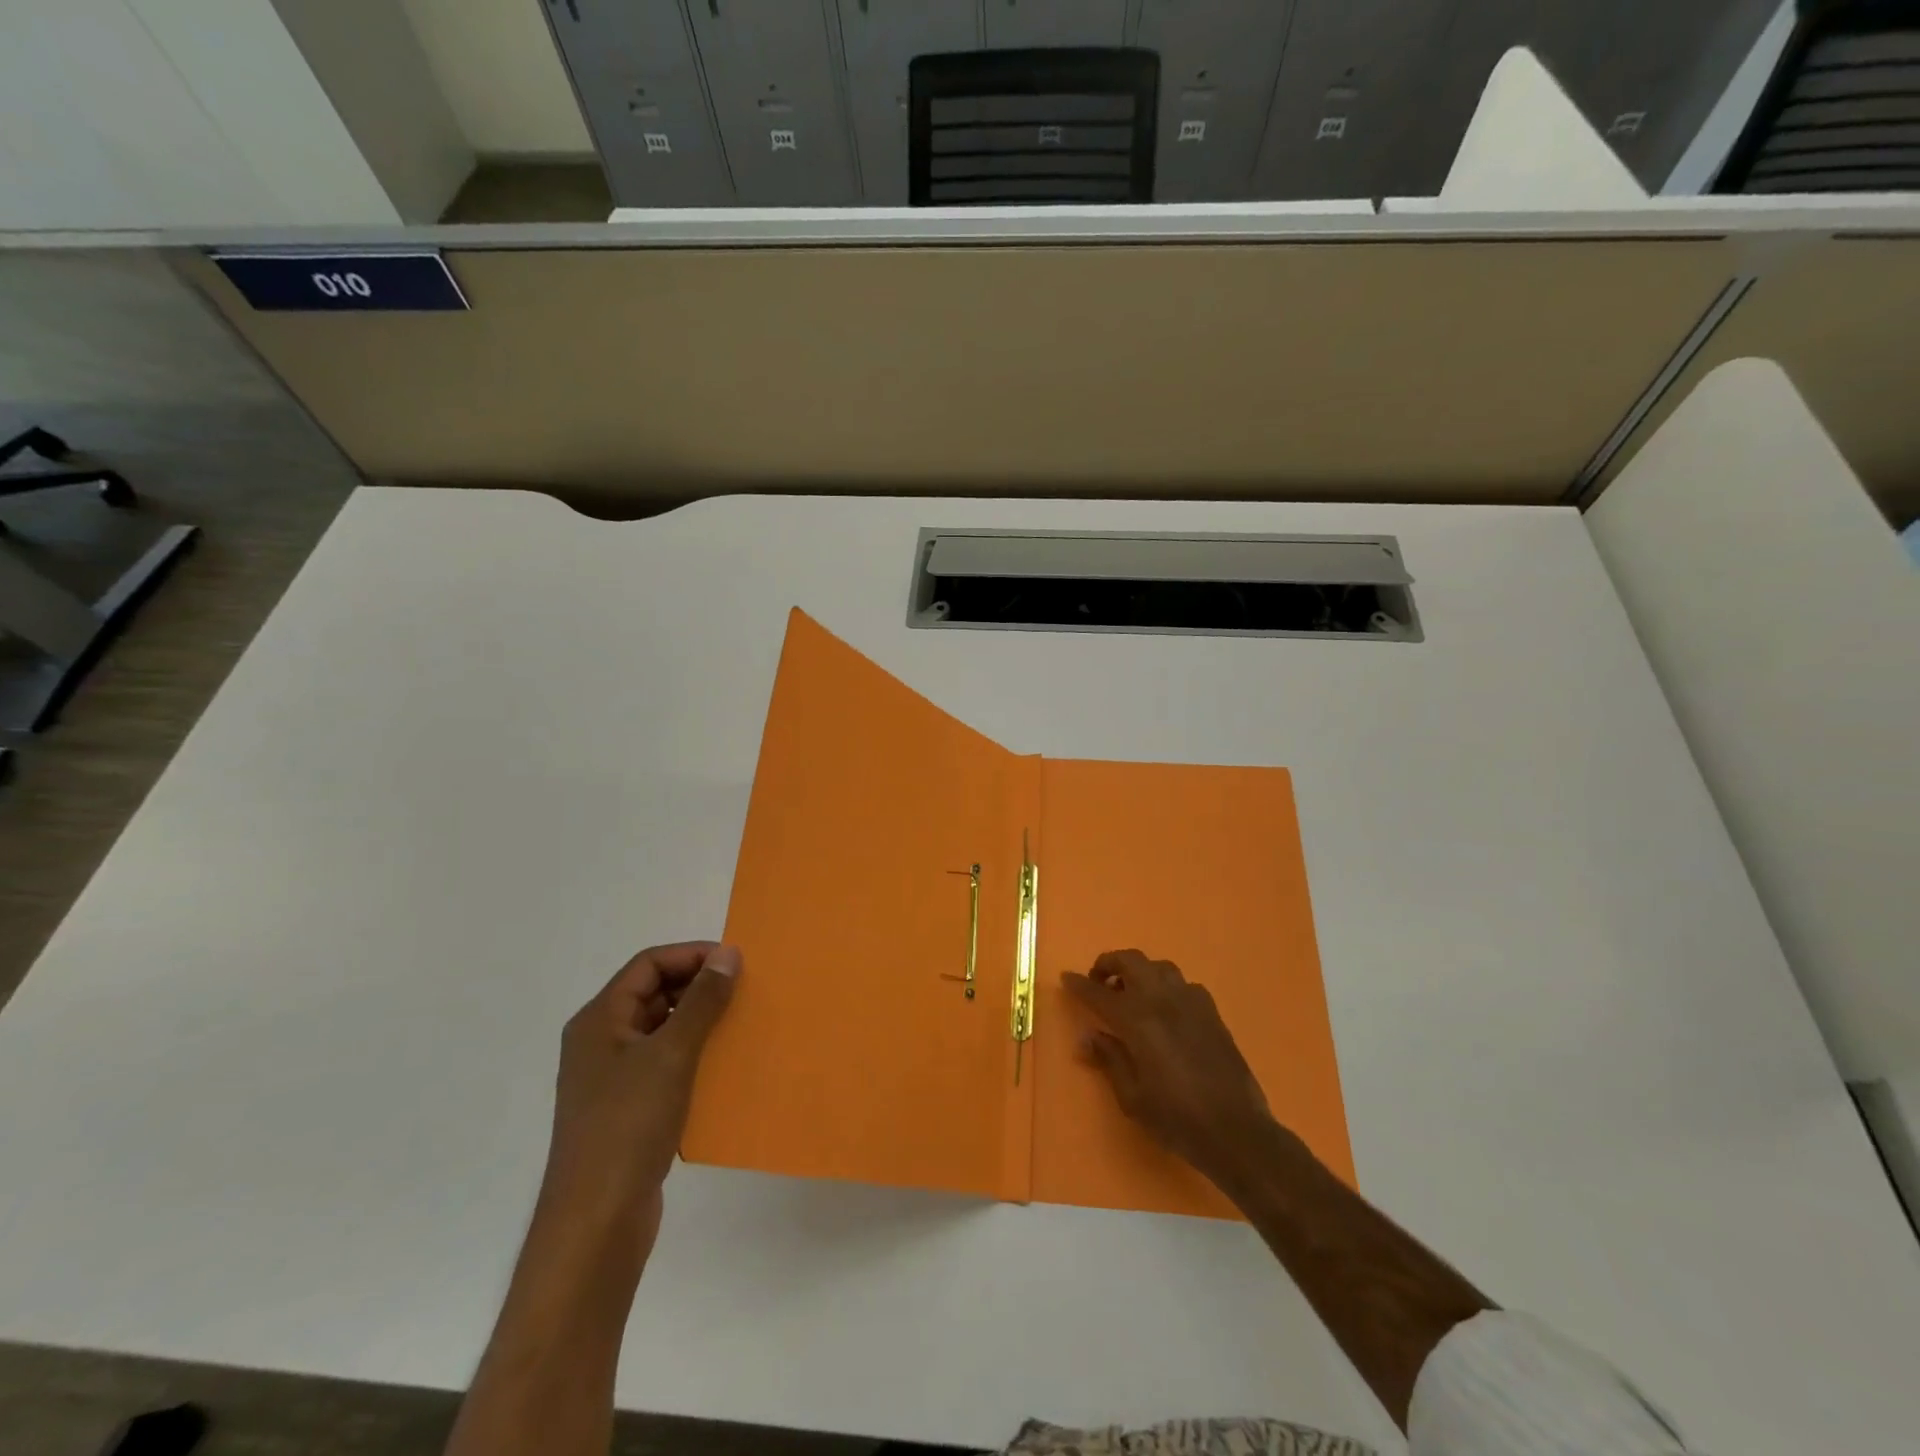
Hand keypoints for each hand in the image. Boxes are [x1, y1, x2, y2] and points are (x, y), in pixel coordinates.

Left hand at [539, 941, 740, 1256]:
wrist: (596, 1222)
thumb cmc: (629, 1125)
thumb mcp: (672, 1054)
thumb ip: (702, 1001)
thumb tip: (728, 954)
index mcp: (599, 1020)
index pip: (648, 965)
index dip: (691, 955)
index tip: (735, 962)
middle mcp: (600, 1042)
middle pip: (653, 993)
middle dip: (698, 986)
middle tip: (743, 990)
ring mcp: (611, 1078)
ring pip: (661, 1029)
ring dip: (699, 1021)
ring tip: (740, 1023)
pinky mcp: (626, 1108)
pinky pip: (664, 1063)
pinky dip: (693, 1055)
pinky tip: (723, 1066)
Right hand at [1062, 949, 1276, 1186]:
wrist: (1236, 1130)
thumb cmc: (1176, 1118)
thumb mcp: (1132, 1097)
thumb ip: (1109, 1059)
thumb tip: (1088, 1036)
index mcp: (1137, 1019)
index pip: (1098, 992)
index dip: (1079, 984)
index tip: (1066, 978)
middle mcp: (1162, 1000)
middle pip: (1130, 961)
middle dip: (1109, 964)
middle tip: (1099, 982)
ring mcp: (1191, 1001)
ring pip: (1159, 967)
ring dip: (1139, 972)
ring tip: (1132, 993)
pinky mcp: (1212, 1012)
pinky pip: (1183, 984)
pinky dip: (1167, 987)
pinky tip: (1166, 1010)